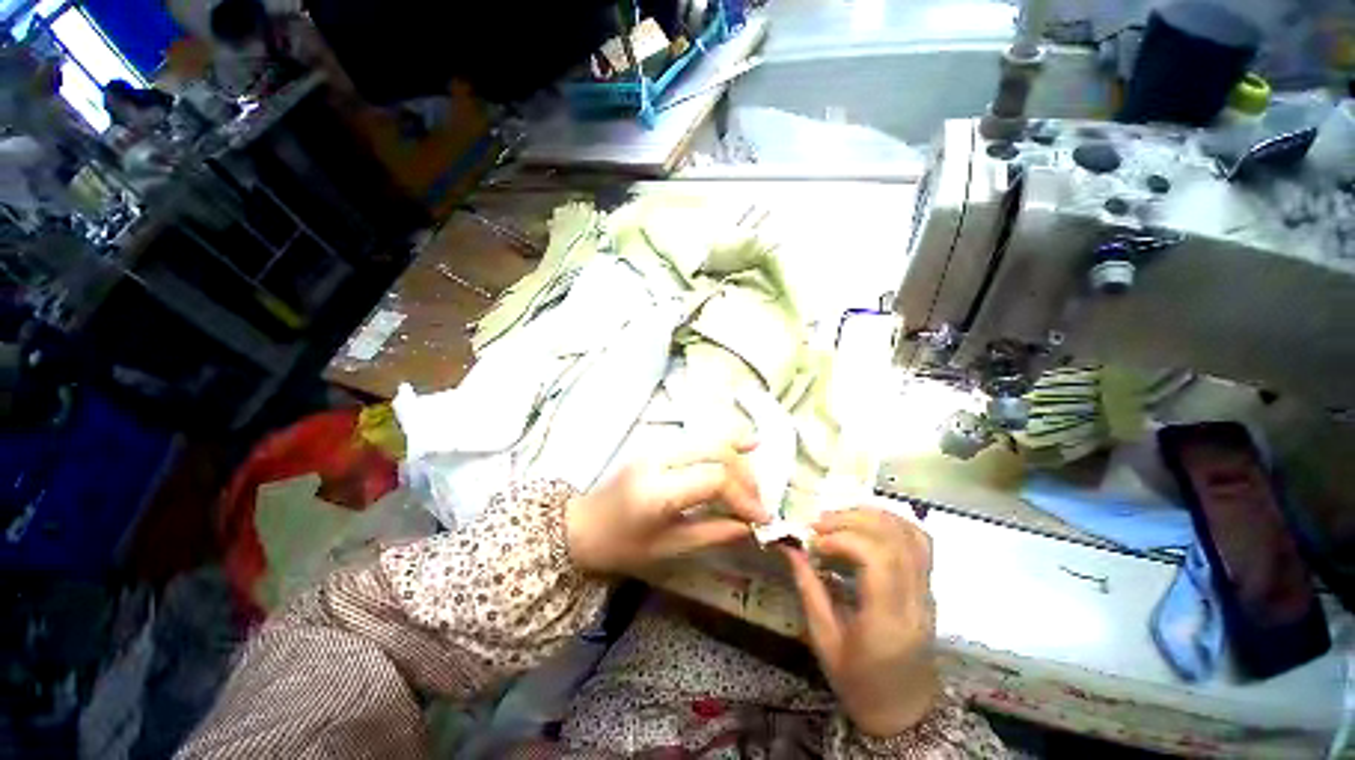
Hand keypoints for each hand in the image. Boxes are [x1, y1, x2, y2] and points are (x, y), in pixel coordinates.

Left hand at [565, 441, 770, 575]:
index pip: (713, 479)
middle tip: (758, 503)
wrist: (581, 526)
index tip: (762, 518)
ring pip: (708, 440)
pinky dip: (722, 444)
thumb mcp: (668, 548)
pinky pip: (697, 440)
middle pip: (715, 453)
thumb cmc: (620, 547)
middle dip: (745, 476)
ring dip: (737, 459)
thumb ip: (712, 533)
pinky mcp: (657, 445)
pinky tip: (745, 444)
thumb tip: (750, 527)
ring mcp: (656, 447)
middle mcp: (658, 459)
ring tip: (754, 482)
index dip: (743, 496)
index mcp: (657, 490)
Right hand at [784, 508, 937, 737]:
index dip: (844, 539)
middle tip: (819, 525)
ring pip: (910, 534)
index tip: (815, 542)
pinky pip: (918, 541)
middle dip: (851, 521)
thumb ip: (808, 588)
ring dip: (870, 516)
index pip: (879, 560)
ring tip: (838, 520)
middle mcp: (916, 601)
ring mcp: (928, 591)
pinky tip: (865, 523)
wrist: (903, 710)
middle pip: (894, 540)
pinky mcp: (928, 585)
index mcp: (889, 622)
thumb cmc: (858, 683)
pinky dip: (891, 522)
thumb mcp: (823, 641)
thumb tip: (788, 546)